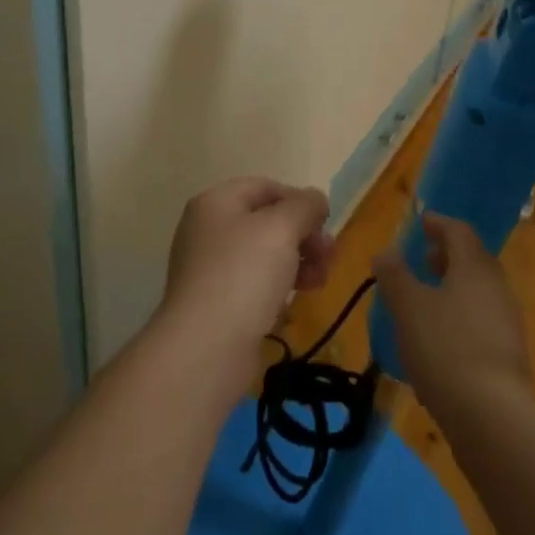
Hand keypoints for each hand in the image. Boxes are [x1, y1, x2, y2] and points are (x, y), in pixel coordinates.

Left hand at [160, 177, 334, 373]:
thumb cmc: (244, 273)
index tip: (326, 223)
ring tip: (319, 282)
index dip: (299, 200)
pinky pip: (253, 285)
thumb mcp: (282, 227)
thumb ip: (304, 206)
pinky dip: (277, 288)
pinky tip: (291, 305)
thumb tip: (315, 199)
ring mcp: (208, 268)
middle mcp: (207, 230)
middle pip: (266, 221)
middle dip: (303, 235)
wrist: (206, 347)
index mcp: (216, 202)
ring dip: (296, 262)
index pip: (265, 187)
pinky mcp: (215, 304)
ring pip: (263, 255)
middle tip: (329, 256)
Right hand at [373, 213, 530, 418]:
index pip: (459, 232)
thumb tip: (385, 252)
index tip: (422, 222)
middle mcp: (496, 287)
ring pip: (479, 292)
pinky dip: (461, 317)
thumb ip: (395, 275)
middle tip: (424, 257)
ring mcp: (507, 323)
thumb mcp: (408, 307)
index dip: (439, 224)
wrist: (494, 418)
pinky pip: (482, 322)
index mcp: (474, 267)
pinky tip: (441, 339)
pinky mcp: (509, 357)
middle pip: (473, 260)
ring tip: (427, 298)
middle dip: (448, 256)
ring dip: (454, 288)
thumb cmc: (445, 348)